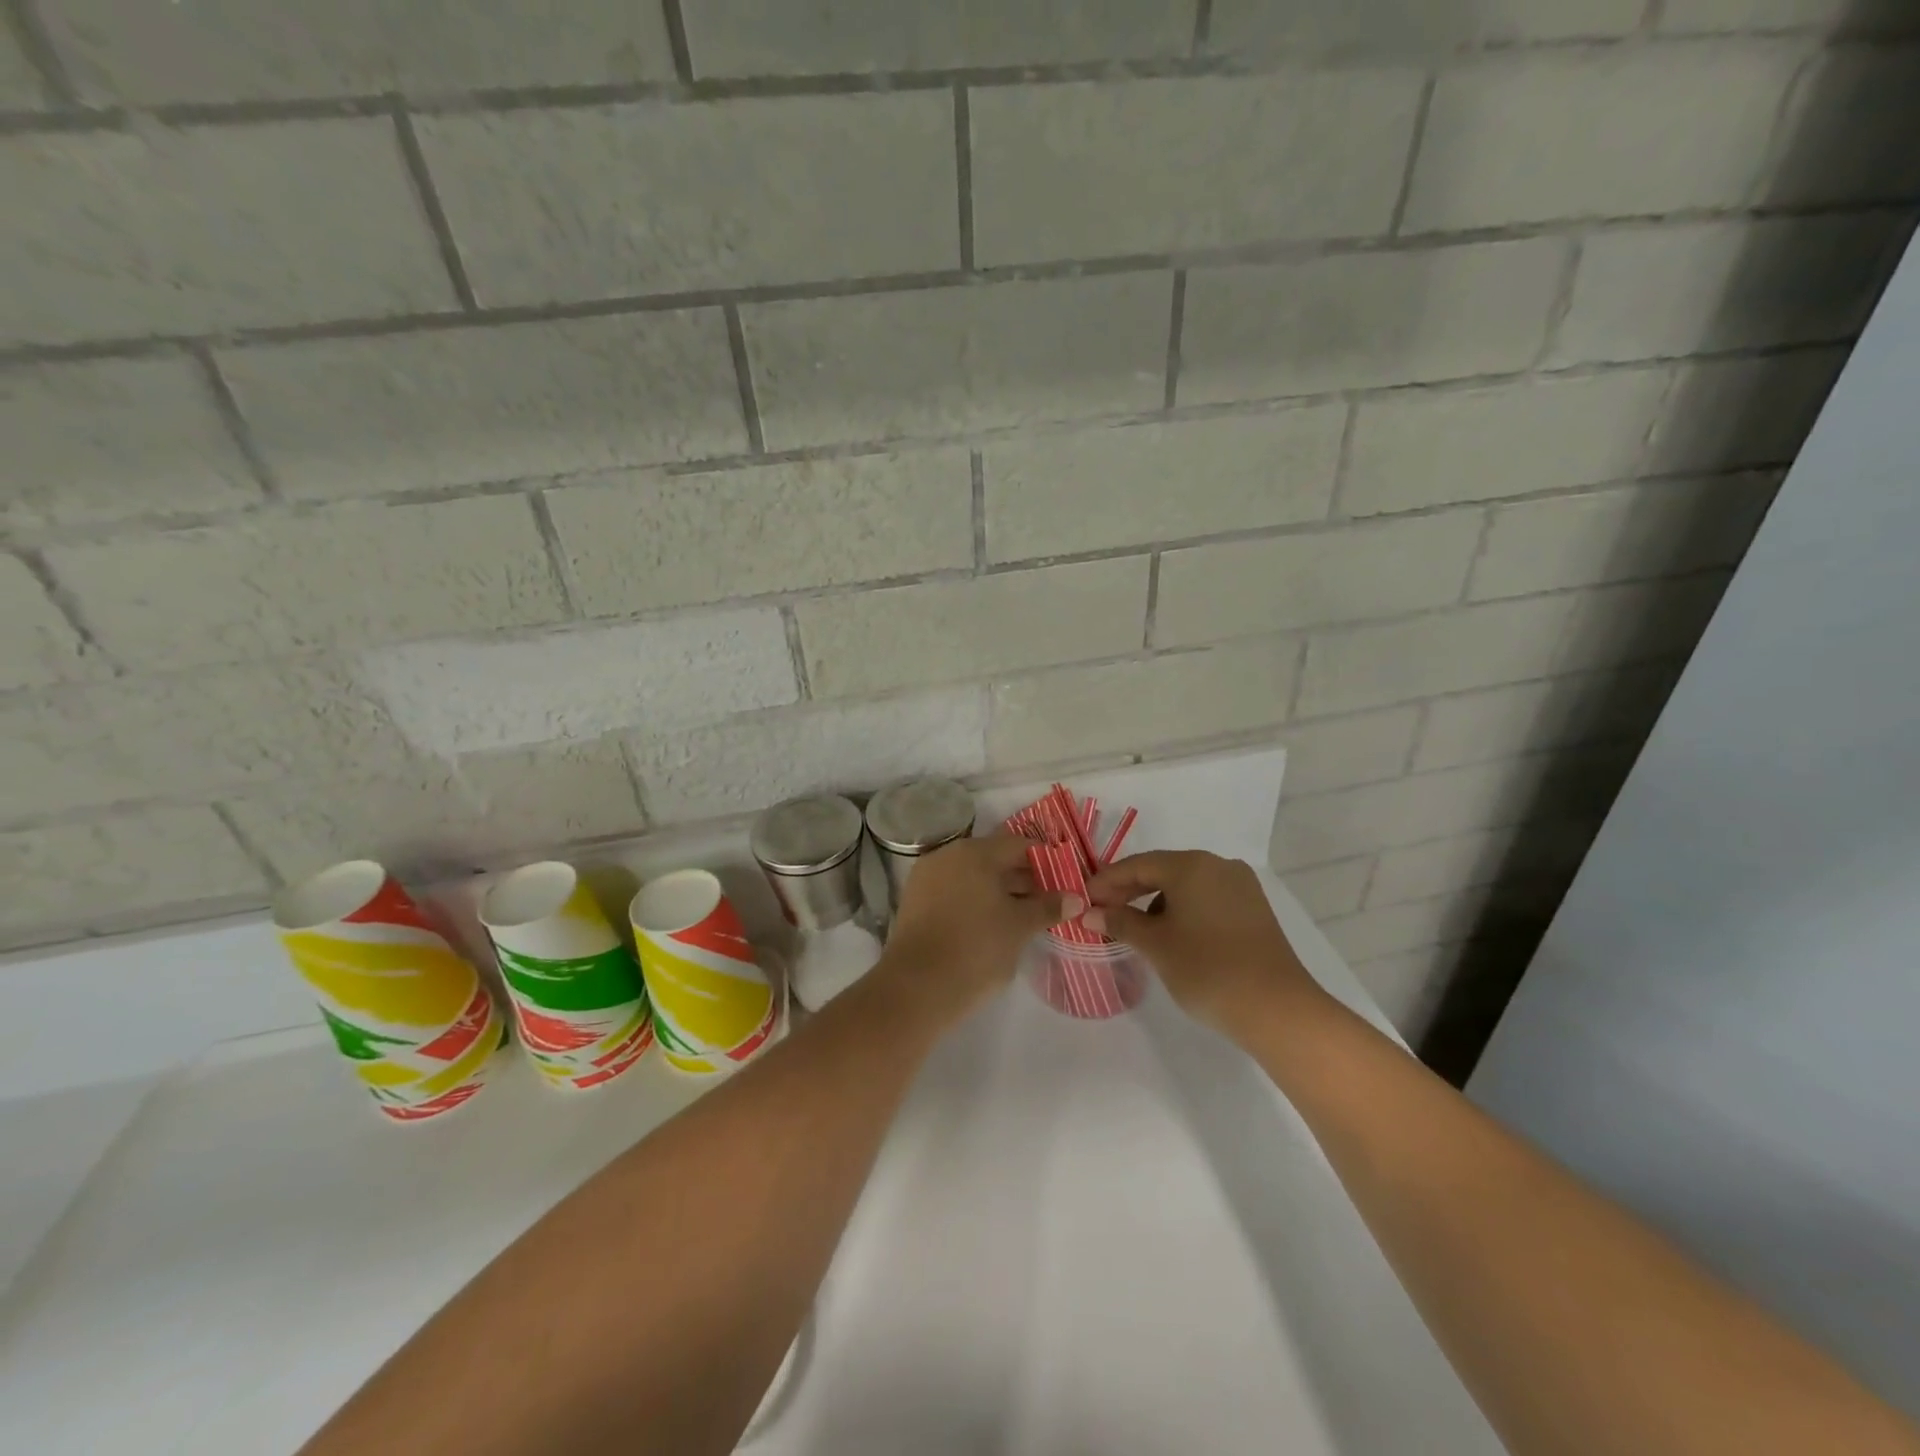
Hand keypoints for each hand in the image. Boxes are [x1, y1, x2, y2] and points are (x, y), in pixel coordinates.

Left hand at [877, 835, 1076, 1026]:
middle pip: (994, 858)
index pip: (1019, 844)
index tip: (1064, 879)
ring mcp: (927, 878)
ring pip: (972, 877)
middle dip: (1023, 877)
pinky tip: (991, 924)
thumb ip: (1047, 907)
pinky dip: (975, 901)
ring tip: (1024, 915)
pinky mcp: (914, 902)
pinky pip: (954, 892)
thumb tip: (1075, 898)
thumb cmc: (977, 948)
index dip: (1046, 860)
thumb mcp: (1019, 927)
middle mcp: (948, 855)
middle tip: (1049, 900)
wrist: (916, 987)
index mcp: (975, 852)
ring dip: (999, 891)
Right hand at [1084, 851, 1320, 1038]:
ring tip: (1136, 929)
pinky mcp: (1253, 910)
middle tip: (1102, 911)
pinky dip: (1182, 911)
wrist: (1277, 1009)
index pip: (1138, 864)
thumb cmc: (1207, 969)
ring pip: (1186, 886)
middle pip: (1163, 870)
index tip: (1084, 899)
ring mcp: (1241, 887)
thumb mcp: (1156, 945)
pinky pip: (1206, 899)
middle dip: (1130, 890)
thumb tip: (1090, 912)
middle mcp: (1218, 866)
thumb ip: (1121, 922)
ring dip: (1156, 902)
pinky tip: (1171, 935)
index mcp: (1192, 865)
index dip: (1107, 881)